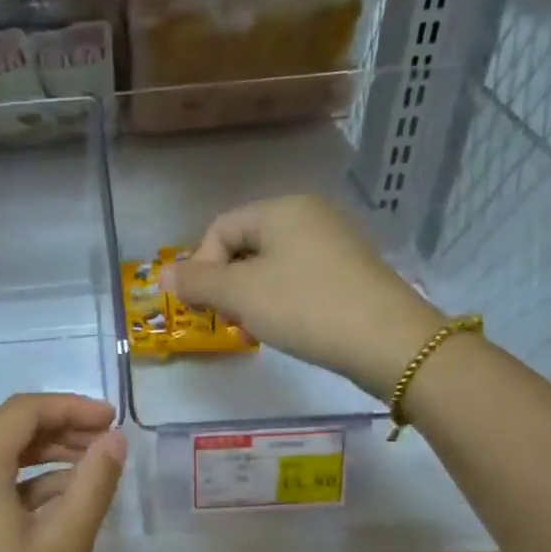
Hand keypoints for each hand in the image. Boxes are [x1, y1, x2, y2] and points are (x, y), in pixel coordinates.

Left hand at [0, 395, 126, 551]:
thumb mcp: (67, 542)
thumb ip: (94, 482)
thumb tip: (115, 440)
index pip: (23, 411)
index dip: (71, 407)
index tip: (113, 420)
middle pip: (8, 432)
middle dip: (60, 430)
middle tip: (108, 444)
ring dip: (45, 459)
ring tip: (93, 471)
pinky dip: (25, 487)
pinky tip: (62, 503)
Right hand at [162, 195, 445, 392]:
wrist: (388, 341)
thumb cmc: (305, 307)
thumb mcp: (240, 294)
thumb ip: (196, 281)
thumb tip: (162, 274)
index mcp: (281, 209)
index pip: (220, 228)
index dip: (201, 266)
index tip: (205, 305)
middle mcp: (308, 216)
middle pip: (244, 246)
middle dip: (227, 286)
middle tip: (230, 321)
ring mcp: (332, 243)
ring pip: (269, 267)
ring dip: (250, 299)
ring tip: (256, 330)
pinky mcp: (348, 272)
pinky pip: (297, 279)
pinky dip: (280, 302)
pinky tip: (285, 328)